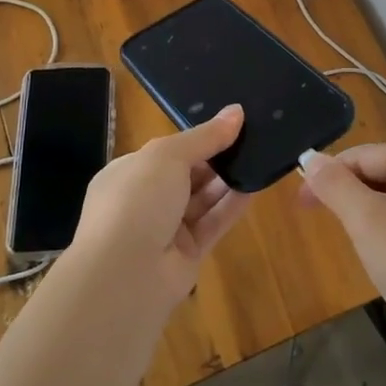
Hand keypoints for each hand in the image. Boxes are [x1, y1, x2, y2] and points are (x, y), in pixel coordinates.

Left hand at [66, 105, 251, 308]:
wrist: (125, 274)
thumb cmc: (137, 200)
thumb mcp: (168, 155)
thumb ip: (205, 136)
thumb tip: (236, 111)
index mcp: (128, 173)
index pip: (167, 152)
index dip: (197, 138)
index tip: (231, 125)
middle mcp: (145, 201)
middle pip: (187, 175)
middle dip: (216, 158)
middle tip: (253, 138)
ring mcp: (165, 230)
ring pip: (203, 199)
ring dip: (228, 180)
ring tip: (260, 156)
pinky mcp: (188, 254)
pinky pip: (214, 223)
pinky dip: (233, 205)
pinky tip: (256, 185)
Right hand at [300, 140, 385, 378]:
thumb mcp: (367, 221)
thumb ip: (335, 185)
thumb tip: (311, 158)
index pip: (360, 156)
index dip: (327, 178)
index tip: (300, 206)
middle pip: (377, 172)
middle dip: (350, 199)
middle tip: (328, 230)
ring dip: (369, 217)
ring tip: (360, 247)